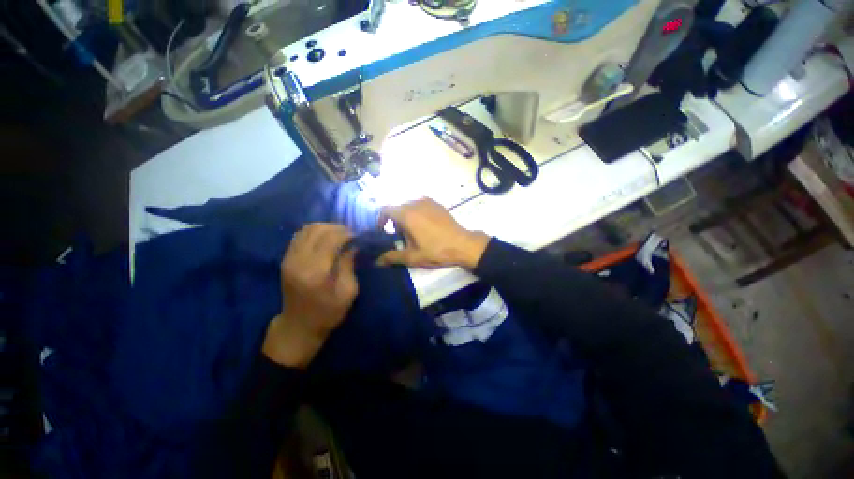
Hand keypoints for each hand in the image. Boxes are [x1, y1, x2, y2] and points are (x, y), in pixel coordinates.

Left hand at [263, 224, 357, 367]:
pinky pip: (300, 235)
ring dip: (326, 227)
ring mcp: (289, 258)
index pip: (331, 239)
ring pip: (307, 229)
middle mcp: (299, 261)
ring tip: (340, 234)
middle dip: (338, 228)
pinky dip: (315, 231)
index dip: (347, 233)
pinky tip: (326, 238)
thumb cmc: (328, 313)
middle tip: (351, 234)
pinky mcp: (285, 259)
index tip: (359, 236)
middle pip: (318, 230)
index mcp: (316, 272)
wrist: (298, 326)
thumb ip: (349, 264)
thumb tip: (354, 244)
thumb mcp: (348, 292)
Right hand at [377, 198, 490, 269]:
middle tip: (401, 237)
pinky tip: (426, 226)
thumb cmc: (436, 251)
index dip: (380, 220)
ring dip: (406, 216)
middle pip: (397, 208)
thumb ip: (392, 257)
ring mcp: (428, 201)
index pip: (385, 209)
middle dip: (395, 221)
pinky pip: (421, 205)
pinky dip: (417, 213)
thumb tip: (377, 261)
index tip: (384, 231)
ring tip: (414, 232)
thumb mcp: (412, 257)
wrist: (463, 244)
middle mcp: (415, 203)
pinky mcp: (437, 204)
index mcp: (407, 214)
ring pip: (409, 206)